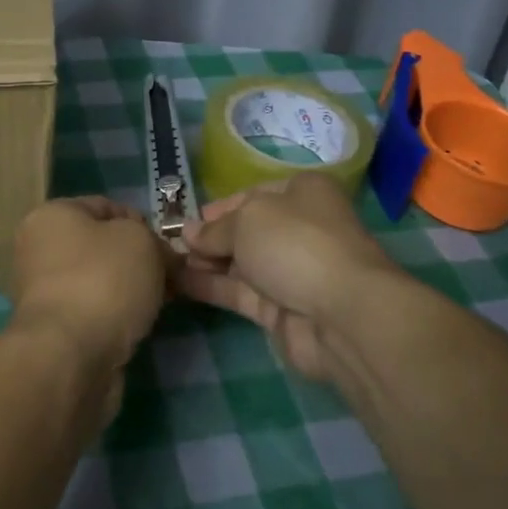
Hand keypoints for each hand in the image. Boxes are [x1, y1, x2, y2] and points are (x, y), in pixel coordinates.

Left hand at [10, 196, 171, 369]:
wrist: (71, 356)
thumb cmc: (104, 280)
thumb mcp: (141, 240)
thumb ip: (153, 239)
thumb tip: (159, 255)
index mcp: (51, 216)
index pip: (105, 206)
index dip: (141, 222)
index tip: (166, 247)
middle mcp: (38, 250)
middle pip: (101, 246)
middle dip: (137, 260)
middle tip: (169, 277)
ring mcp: (42, 293)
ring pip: (99, 281)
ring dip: (129, 290)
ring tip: (158, 303)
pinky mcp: (53, 330)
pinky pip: (93, 312)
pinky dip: (115, 316)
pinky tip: (137, 326)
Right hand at [178, 174, 402, 386]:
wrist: (341, 315)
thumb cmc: (296, 244)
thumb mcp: (247, 220)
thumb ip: (215, 228)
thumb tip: (190, 233)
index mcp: (303, 193)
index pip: (254, 195)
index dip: (221, 206)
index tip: (189, 219)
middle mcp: (299, 228)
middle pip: (246, 230)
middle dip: (210, 237)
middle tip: (172, 244)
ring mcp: (290, 272)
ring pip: (240, 263)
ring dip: (205, 262)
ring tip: (166, 263)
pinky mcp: (280, 309)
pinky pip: (238, 292)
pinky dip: (210, 286)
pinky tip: (177, 282)